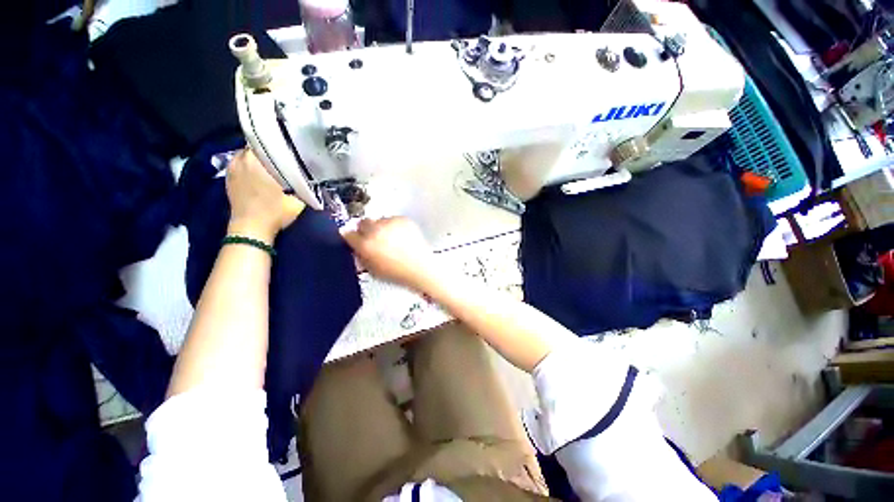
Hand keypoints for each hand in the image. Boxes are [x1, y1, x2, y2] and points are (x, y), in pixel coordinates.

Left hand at [226, 149, 303, 241]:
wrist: (251, 228)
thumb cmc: (275, 212)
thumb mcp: (297, 200)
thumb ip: (304, 186)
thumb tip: (311, 177)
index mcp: (257, 161)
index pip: (267, 141)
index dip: (279, 142)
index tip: (289, 146)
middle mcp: (241, 160)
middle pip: (255, 146)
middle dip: (268, 149)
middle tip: (283, 155)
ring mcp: (232, 169)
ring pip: (246, 155)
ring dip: (257, 157)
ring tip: (272, 162)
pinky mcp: (229, 179)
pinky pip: (239, 164)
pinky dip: (248, 165)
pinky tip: (259, 172)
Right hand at [342, 217, 438, 291]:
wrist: (420, 268)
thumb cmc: (398, 273)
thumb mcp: (372, 270)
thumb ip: (361, 256)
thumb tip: (357, 247)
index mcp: (365, 244)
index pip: (348, 234)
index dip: (353, 238)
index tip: (356, 240)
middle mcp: (375, 230)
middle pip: (363, 223)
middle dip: (366, 230)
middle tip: (375, 240)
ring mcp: (390, 222)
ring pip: (379, 220)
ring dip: (381, 228)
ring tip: (392, 240)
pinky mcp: (403, 219)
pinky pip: (394, 219)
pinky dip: (395, 226)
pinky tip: (402, 237)